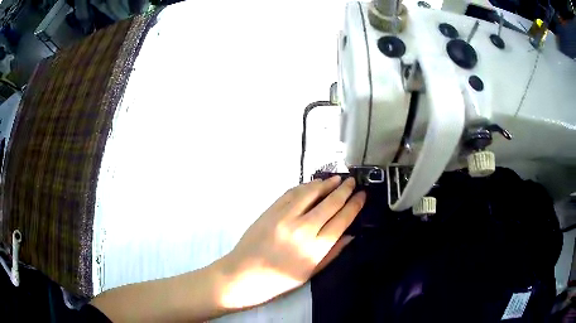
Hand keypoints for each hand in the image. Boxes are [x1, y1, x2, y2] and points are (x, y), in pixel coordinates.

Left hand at [218, 176, 365, 308]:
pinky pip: (291, 193)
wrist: (242, 274)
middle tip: (353, 181)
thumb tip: (350, 235)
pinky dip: (305, 186)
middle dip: (344, 190)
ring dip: (326, 183)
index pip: (342, 220)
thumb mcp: (310, 272)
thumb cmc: (279, 281)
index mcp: (315, 248)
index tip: (362, 195)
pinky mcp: (270, 211)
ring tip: (337, 179)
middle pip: (330, 203)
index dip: (354, 205)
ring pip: (311, 193)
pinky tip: (313, 184)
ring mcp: (284, 217)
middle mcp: (302, 229)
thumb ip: (332, 252)